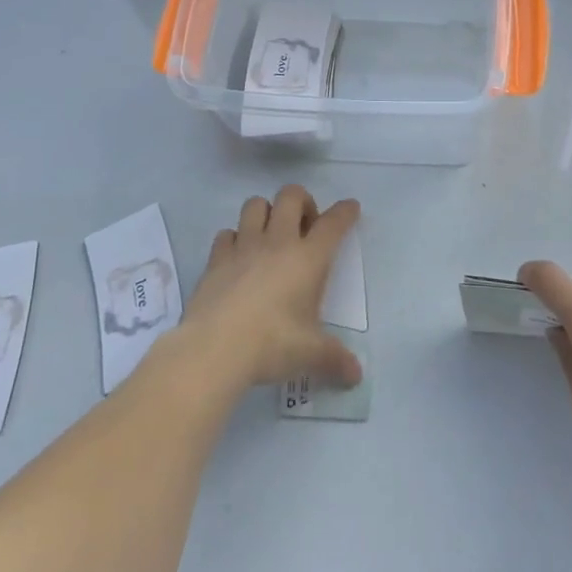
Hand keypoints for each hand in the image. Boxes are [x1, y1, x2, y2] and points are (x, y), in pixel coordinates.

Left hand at [186, 185, 362, 389]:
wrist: (215, 348)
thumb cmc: (272, 344)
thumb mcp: (311, 354)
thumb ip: (335, 360)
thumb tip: (356, 376)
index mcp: (308, 258)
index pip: (333, 223)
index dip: (345, 212)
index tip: (350, 208)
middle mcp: (278, 242)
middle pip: (291, 195)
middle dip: (302, 201)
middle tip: (305, 226)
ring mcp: (243, 246)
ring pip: (255, 204)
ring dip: (266, 211)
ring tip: (270, 234)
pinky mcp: (216, 259)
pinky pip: (226, 234)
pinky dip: (234, 239)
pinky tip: (237, 257)